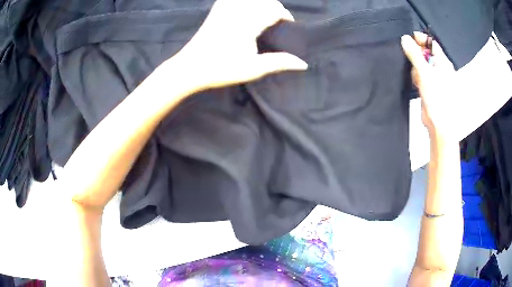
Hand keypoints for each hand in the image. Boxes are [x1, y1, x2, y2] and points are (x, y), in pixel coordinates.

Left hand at [168, 0, 307, 90]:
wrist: (191, 67)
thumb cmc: (221, 69)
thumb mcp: (253, 68)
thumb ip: (279, 62)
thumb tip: (303, 64)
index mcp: (248, 24)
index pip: (273, 10)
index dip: (285, 15)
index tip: (289, 24)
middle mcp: (238, 12)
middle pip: (264, 0)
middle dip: (275, 6)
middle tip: (279, 18)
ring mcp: (225, 9)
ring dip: (262, 1)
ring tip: (265, 12)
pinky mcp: (216, 11)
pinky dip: (244, 0)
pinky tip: (246, 6)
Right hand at [401, 32, 457, 142]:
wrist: (439, 124)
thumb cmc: (438, 98)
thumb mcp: (425, 73)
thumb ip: (415, 55)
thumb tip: (405, 39)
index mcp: (443, 63)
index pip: (431, 44)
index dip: (420, 39)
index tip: (408, 39)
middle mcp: (440, 69)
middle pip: (425, 54)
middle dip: (416, 57)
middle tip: (413, 64)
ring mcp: (435, 79)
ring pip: (421, 66)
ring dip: (416, 70)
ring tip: (418, 80)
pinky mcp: (429, 88)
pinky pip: (420, 76)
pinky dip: (417, 78)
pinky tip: (417, 85)